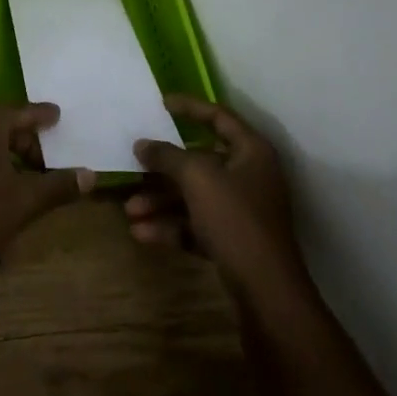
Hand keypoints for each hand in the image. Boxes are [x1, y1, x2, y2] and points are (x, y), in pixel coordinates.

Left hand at [0, 103, 94, 283]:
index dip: (42, 116)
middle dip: (23, 138)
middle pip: (0, 123)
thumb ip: (59, 185)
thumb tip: (91, 175)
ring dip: (3, 151)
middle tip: (44, 159)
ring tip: (22, 174)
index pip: (22, 112)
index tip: (57, 115)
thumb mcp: (26, 201)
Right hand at [125, 95, 305, 293]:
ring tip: (130, 211)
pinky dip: (172, 226)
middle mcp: (249, 176)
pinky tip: (142, 234)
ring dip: (161, 201)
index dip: (189, 107)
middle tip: (134, 165)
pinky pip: (197, 224)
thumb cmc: (235, 219)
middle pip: (200, 161)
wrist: (266, 292)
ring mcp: (242, 210)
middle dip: (163, 169)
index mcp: (251, 151)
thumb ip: (167, 157)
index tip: (160, 103)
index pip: (218, 117)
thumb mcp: (197, 179)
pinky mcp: (234, 241)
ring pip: (194, 196)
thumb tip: (142, 144)